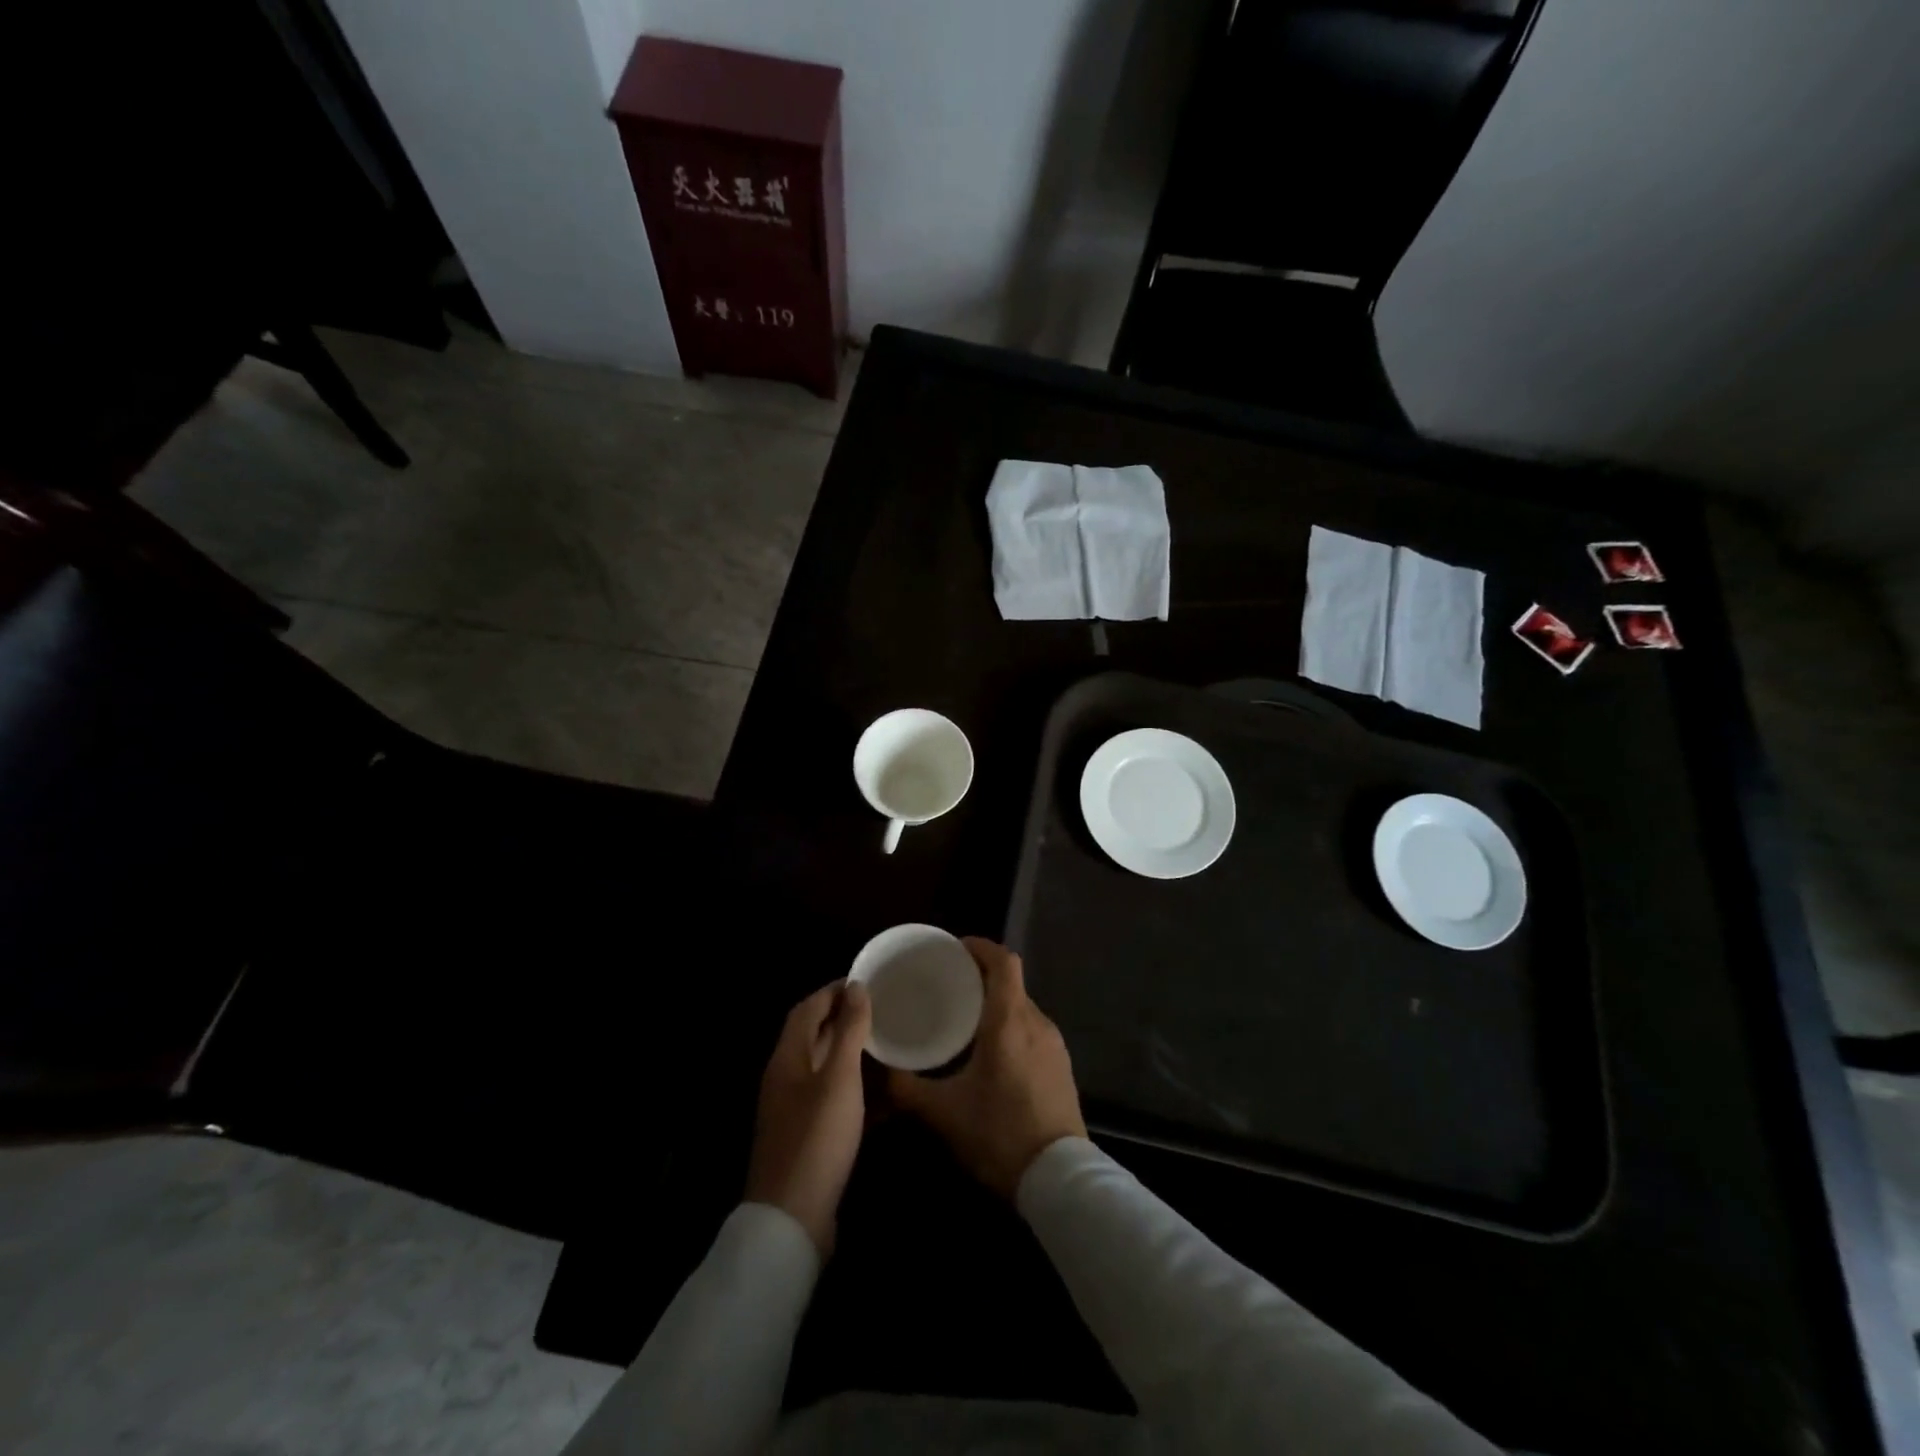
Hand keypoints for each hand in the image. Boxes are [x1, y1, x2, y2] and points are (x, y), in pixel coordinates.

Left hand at [744, 979, 872, 1254]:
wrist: (792, 1220)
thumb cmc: (817, 1138)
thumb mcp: (839, 1078)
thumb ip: (848, 1030)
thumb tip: (855, 986)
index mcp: (787, 1058)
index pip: (807, 1008)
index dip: (834, 991)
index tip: (868, 981)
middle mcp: (786, 1078)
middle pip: (813, 1036)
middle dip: (844, 1018)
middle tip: (883, 1010)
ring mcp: (794, 1110)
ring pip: (825, 1067)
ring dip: (852, 1052)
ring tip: (889, 1044)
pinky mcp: (807, 1136)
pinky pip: (832, 1098)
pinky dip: (855, 1087)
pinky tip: (884, 1093)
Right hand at [889, 938, 1086, 1197]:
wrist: (1059, 1179)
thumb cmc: (999, 1133)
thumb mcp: (943, 1113)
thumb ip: (907, 1087)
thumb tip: (879, 1069)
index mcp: (1009, 1020)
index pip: (1003, 961)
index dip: (980, 947)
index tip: (955, 949)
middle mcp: (1036, 1022)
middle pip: (1011, 983)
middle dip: (982, 977)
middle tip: (949, 987)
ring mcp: (1054, 1044)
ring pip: (1023, 1008)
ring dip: (997, 1004)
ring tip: (966, 1020)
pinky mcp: (1061, 1066)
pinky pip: (1033, 1030)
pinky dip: (1011, 1027)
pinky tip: (992, 1054)